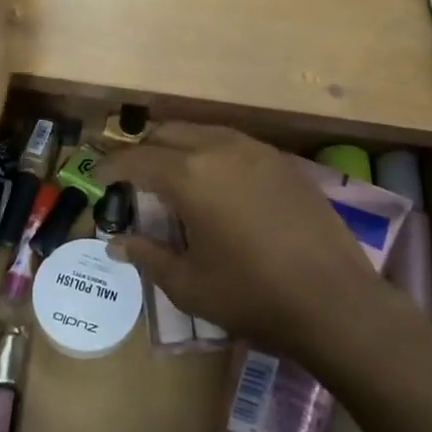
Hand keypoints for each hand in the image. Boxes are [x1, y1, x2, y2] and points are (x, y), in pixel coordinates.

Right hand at [95, 124, 380, 354]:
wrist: (335, 300)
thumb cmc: (253, 296)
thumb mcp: (189, 285)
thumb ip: (148, 256)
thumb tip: (117, 243)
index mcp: (190, 175)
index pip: (136, 159)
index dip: (111, 167)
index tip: (97, 179)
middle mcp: (219, 148)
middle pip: (168, 133)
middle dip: (144, 151)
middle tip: (133, 180)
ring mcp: (256, 150)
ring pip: (202, 131)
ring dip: (178, 147)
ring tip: (172, 178)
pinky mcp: (282, 161)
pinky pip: (233, 143)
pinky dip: (211, 153)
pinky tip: (216, 184)